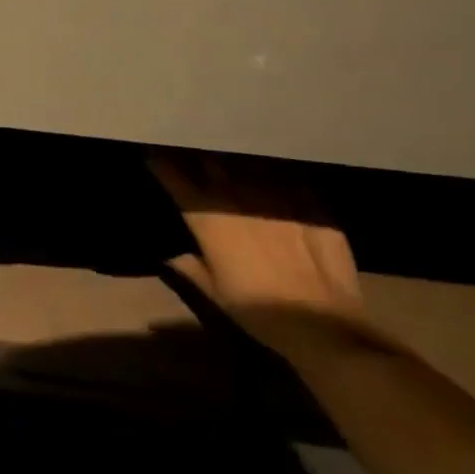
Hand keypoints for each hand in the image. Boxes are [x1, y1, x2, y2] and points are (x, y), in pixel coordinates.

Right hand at [150, 153, 367, 357]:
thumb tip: (170, 256)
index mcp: (209, 219)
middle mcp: (237, 197)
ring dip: (234, 160)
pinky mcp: (307, 198)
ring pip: (247, 163)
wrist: (322, 322)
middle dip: (198, 156)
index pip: (176, 179)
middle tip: (192, 152)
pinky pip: (283, 175)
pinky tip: (274, 175)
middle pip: (210, 163)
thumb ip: (190, 268)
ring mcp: (274, 193)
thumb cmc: (259, 311)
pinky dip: (272, 173)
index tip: (152, 152)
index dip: (161, 164)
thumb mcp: (216, 294)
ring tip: (231, 156)